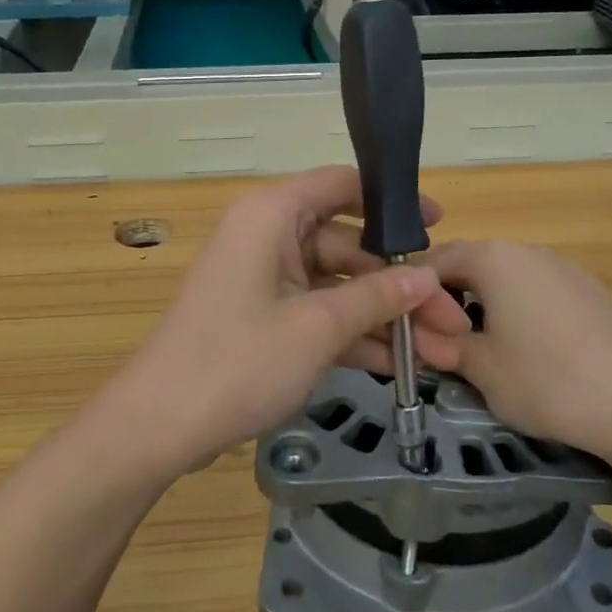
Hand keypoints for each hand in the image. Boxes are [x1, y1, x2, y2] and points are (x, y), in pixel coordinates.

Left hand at [97, 167, 471, 475]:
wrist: (159, 425)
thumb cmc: (238, 360)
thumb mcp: (317, 327)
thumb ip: (376, 297)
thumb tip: (428, 278)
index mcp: (272, 216)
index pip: (341, 185)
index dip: (392, 203)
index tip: (438, 225)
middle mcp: (267, 237)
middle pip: (347, 246)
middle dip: (399, 285)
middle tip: (452, 319)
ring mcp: (263, 279)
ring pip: (336, 285)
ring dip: (382, 317)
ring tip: (439, 353)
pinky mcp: (261, 317)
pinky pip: (316, 313)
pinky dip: (351, 335)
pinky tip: (396, 365)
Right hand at [428, 240, 611, 468]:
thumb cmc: (546, 380)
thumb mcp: (479, 368)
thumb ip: (442, 345)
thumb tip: (420, 337)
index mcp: (494, 258)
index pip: (436, 260)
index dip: (415, 293)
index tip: (409, 330)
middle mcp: (528, 251)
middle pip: (472, 265)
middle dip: (450, 300)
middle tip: (442, 344)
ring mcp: (565, 269)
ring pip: (506, 280)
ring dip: (485, 307)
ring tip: (485, 352)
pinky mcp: (591, 293)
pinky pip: (538, 292)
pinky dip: (519, 314)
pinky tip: (530, 354)